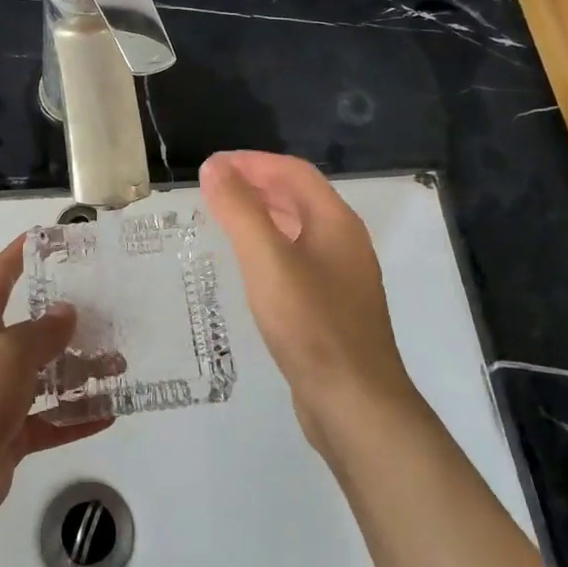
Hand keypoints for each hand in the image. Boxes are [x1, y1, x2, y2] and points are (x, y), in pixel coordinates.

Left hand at [0, 235, 110, 535]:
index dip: (19, 253)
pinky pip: (49, 420)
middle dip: (66, 322)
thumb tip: (66, 312)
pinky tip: (110, 413)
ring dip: (79, 372)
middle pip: (30, 329)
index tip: (46, 237)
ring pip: (45, 376)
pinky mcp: (9, 435)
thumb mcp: (10, 353)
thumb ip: (42, 331)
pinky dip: (76, 417)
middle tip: (107, 313)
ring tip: (119, 365)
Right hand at [199, 151, 419, 456]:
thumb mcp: (267, 261)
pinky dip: (269, 246)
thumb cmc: (310, 325)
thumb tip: (215, 167)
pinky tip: (248, 266)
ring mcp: (342, 277)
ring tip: (223, 218)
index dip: (252, 162)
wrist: (355, 404)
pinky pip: (297, 259)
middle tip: (212, 188)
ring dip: (262, 214)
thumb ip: (240, 210)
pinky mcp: (332, 307)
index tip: (212, 166)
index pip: (293, 172)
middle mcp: (344, 242)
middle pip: (298, 196)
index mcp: (336, 222)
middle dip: (256, 184)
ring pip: (298, 229)